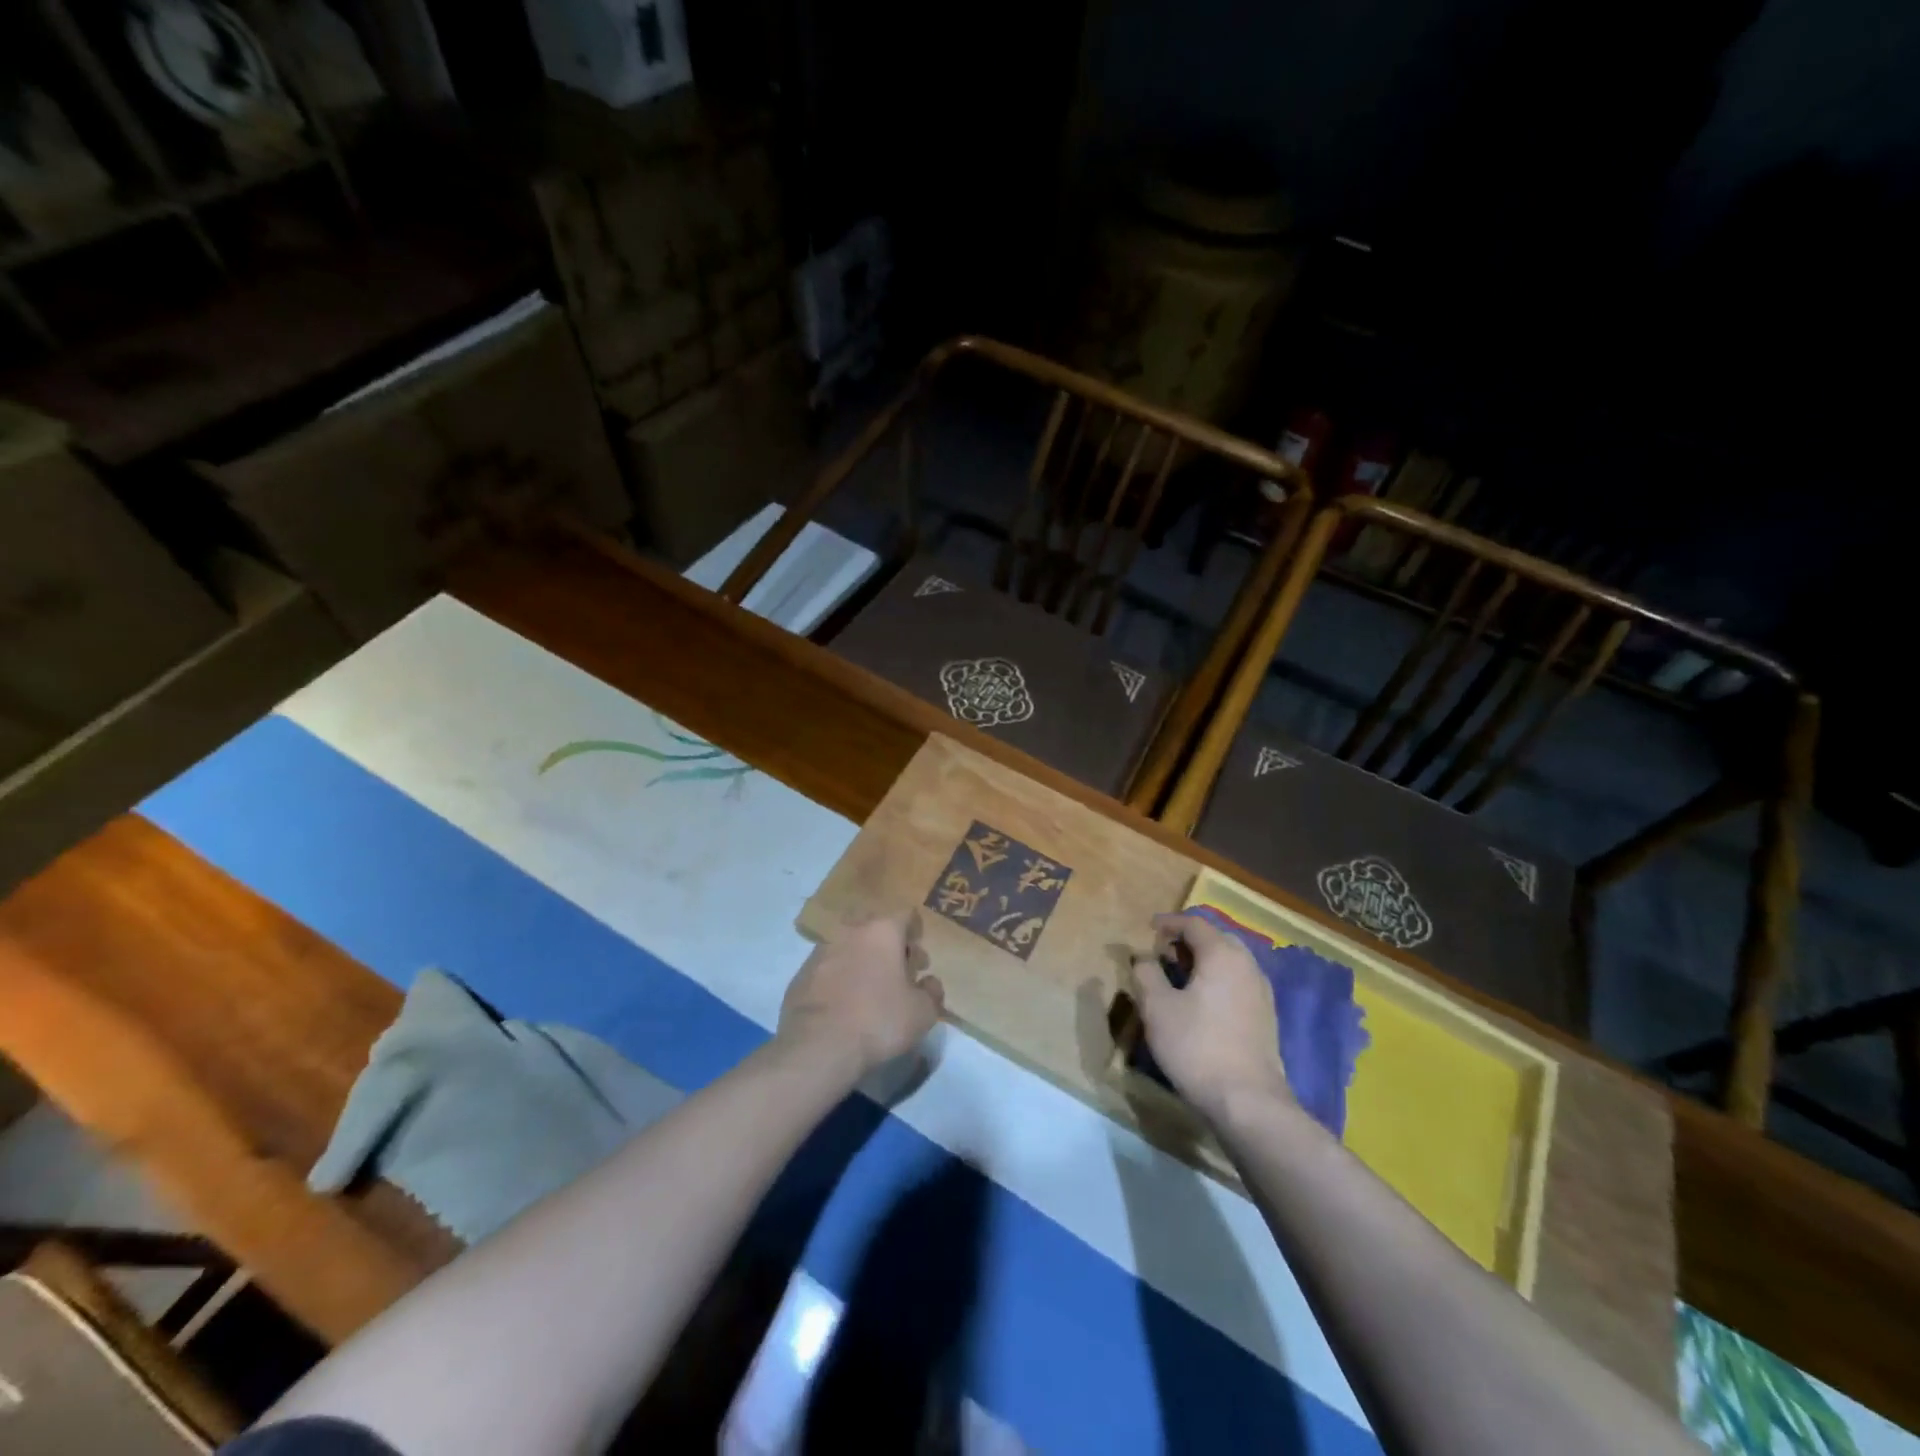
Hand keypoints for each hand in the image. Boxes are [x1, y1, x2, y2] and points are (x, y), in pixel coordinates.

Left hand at [779, 912, 945, 1076]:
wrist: (818, 1046)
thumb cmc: (879, 1021)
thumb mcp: (922, 1013)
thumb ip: (931, 993)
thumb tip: (929, 983)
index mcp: (882, 932)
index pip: (905, 915)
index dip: (916, 933)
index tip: (918, 958)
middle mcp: (850, 932)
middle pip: (874, 929)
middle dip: (888, 947)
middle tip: (898, 975)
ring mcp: (820, 952)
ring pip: (848, 948)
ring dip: (861, 962)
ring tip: (869, 992)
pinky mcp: (800, 976)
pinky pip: (827, 971)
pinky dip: (838, 981)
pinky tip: (843, 1007)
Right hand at [1131, 912, 1291, 1123]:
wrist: (1248, 1101)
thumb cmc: (1196, 1046)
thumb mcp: (1157, 1008)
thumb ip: (1146, 974)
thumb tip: (1143, 958)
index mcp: (1222, 954)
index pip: (1194, 923)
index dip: (1169, 923)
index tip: (1148, 929)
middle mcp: (1247, 965)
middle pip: (1216, 939)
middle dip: (1188, 941)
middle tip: (1162, 953)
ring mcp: (1261, 991)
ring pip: (1229, 962)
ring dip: (1203, 962)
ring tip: (1178, 978)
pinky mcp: (1266, 1017)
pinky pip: (1238, 983)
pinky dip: (1217, 981)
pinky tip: (1201, 1003)